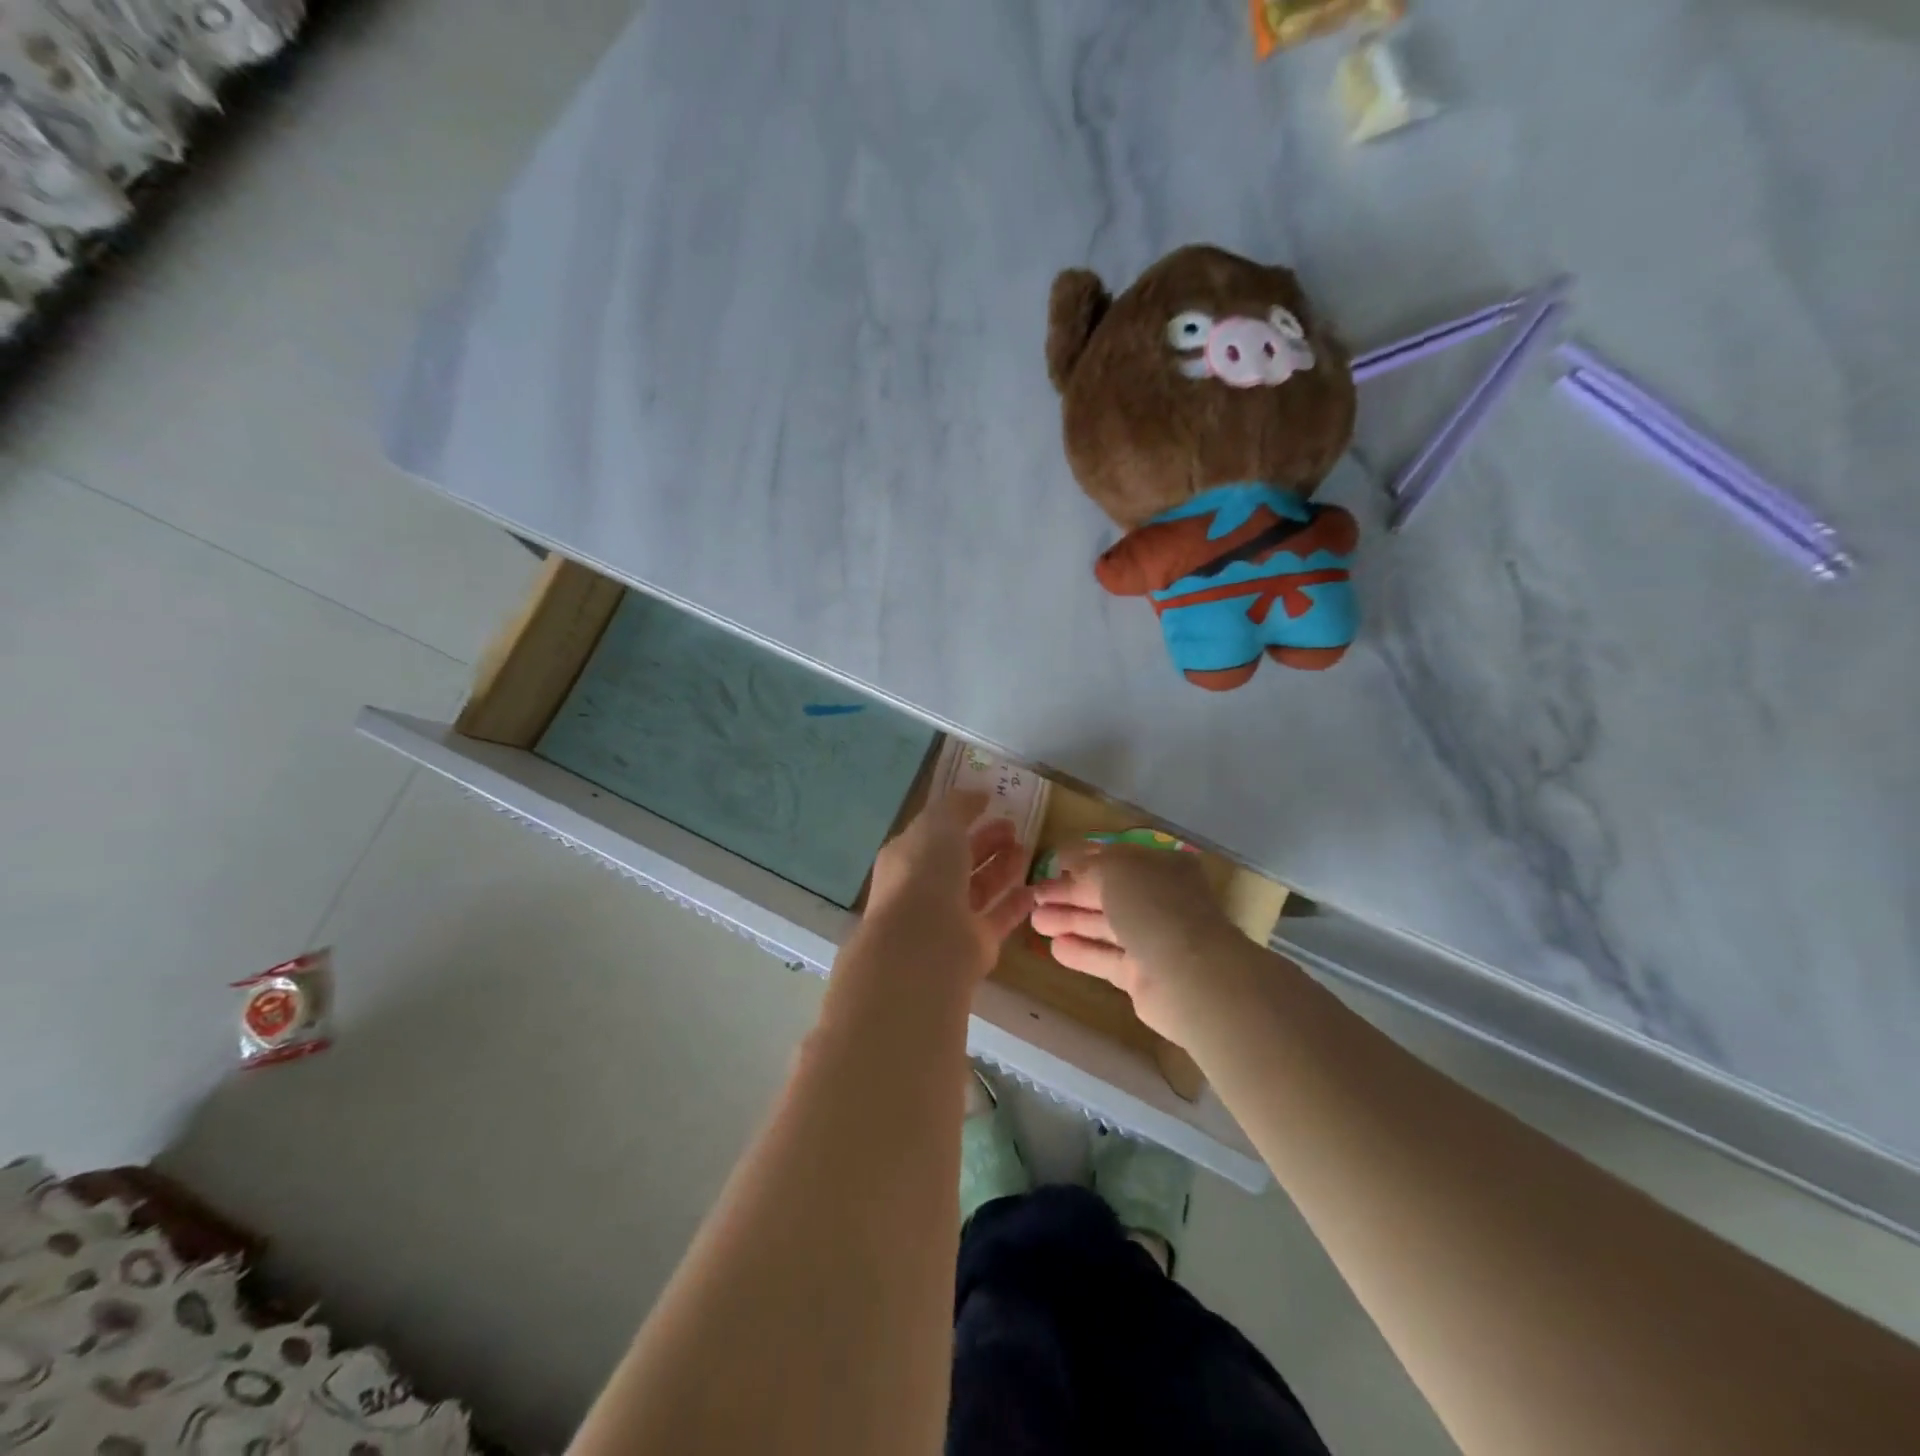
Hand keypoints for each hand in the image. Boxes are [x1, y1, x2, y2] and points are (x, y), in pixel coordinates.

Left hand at [864, 790, 1036, 984]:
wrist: (924, 944)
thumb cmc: (925, 873)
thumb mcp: (938, 824)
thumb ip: (958, 806)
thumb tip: (978, 794)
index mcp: (908, 856)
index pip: (935, 833)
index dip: (961, 817)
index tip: (990, 804)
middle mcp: (925, 887)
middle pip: (959, 860)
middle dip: (986, 842)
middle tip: (1014, 827)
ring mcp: (949, 918)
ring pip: (979, 888)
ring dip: (1002, 868)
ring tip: (1028, 849)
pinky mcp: (974, 945)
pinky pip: (998, 918)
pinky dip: (1015, 903)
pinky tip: (1035, 888)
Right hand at [1029, 844, 1240, 1043]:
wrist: (1188, 975)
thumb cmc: (1152, 906)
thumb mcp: (1115, 870)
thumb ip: (1089, 865)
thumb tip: (1069, 862)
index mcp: (1161, 867)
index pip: (1116, 858)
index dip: (1083, 858)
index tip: (1052, 862)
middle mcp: (1160, 900)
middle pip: (1107, 893)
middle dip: (1069, 893)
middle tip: (1033, 895)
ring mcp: (1153, 939)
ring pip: (1104, 926)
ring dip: (1070, 920)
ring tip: (1034, 921)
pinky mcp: (1142, 975)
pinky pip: (1106, 958)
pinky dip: (1082, 952)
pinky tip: (1054, 948)